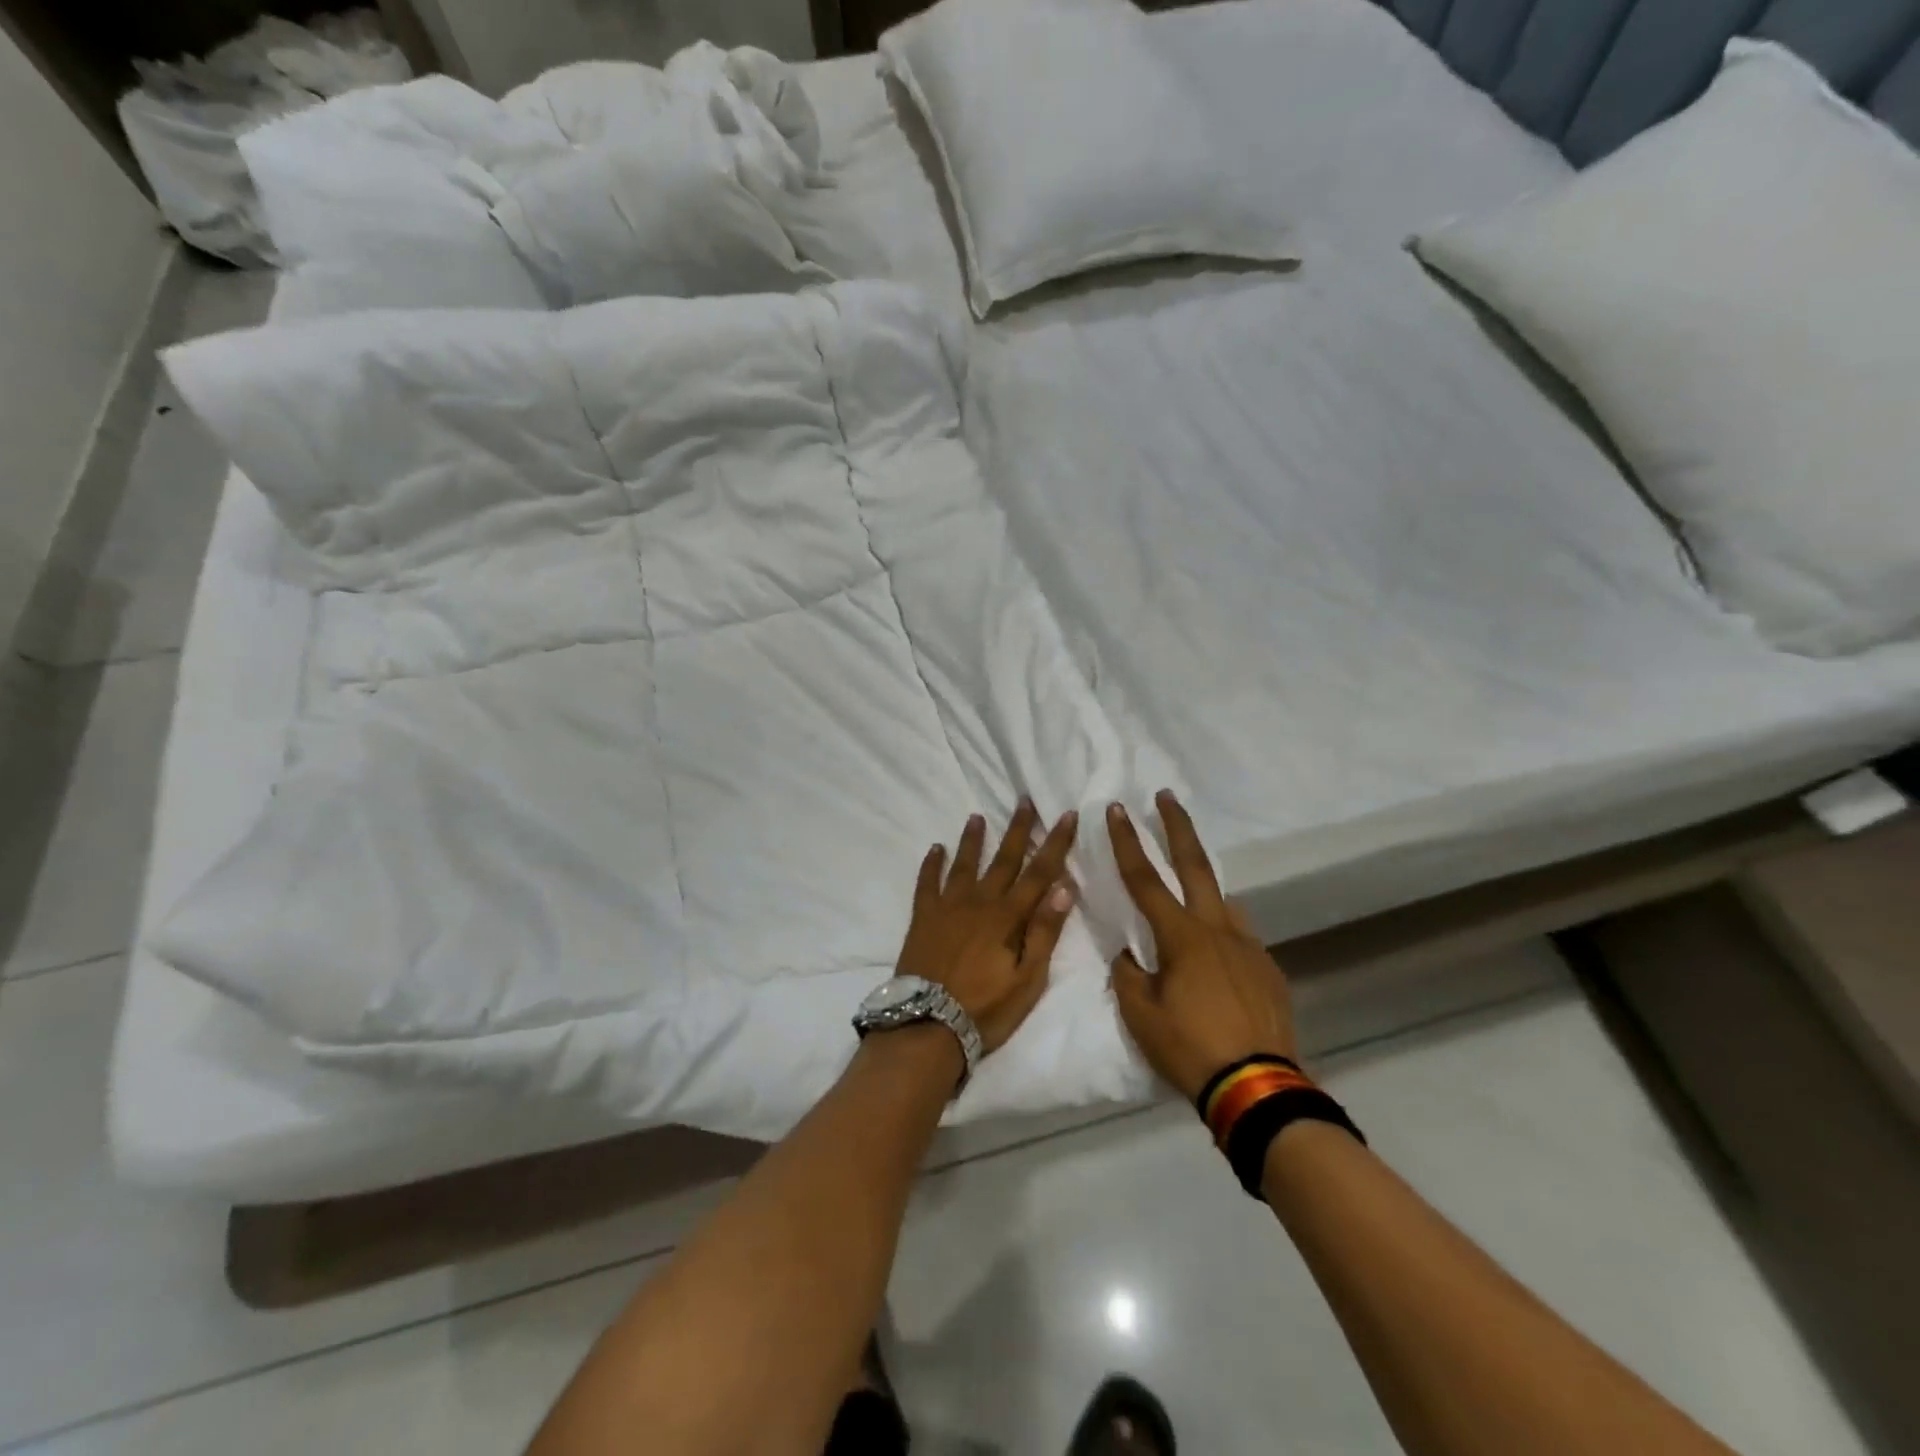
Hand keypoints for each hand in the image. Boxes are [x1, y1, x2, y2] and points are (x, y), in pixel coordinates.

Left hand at [897, 800, 1078, 1052]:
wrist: (927, 1026)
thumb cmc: (986, 1009)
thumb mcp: (1028, 979)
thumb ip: (1044, 932)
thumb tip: (1064, 887)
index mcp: (1008, 916)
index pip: (1039, 872)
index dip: (1055, 843)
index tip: (1065, 814)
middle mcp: (979, 902)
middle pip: (1003, 859)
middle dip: (1017, 829)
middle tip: (1024, 800)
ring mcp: (947, 907)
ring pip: (964, 864)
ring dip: (972, 839)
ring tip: (977, 816)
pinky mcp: (922, 918)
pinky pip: (926, 883)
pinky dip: (931, 864)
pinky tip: (935, 848)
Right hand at [1107, 790, 1297, 1102]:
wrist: (1259, 1088)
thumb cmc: (1190, 1048)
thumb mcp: (1140, 1015)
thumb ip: (1127, 975)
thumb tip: (1128, 954)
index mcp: (1181, 937)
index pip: (1145, 879)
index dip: (1127, 842)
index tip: (1117, 809)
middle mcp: (1217, 929)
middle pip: (1195, 865)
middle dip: (1177, 826)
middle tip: (1166, 796)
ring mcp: (1248, 946)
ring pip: (1222, 901)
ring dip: (1202, 885)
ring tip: (1189, 896)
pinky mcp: (1268, 968)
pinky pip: (1240, 936)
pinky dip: (1222, 931)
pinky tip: (1217, 956)